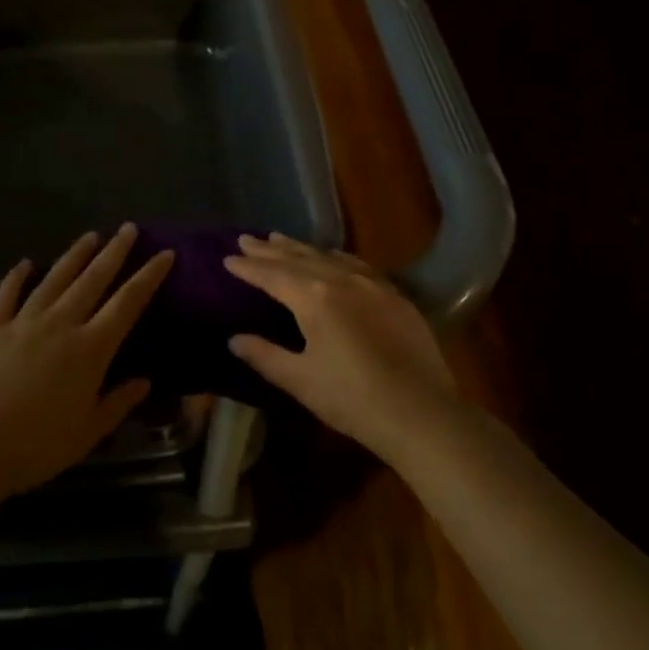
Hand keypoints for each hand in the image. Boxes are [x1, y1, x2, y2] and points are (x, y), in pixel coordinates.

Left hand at [0, 225, 173, 495]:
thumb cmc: (38, 445)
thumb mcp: (88, 431)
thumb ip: (118, 402)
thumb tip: (145, 380)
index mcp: (90, 348)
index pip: (127, 303)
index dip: (148, 277)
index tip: (165, 254)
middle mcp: (61, 324)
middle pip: (94, 279)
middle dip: (115, 252)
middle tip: (128, 228)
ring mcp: (24, 321)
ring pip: (55, 278)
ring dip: (75, 255)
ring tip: (91, 235)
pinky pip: (8, 294)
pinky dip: (17, 276)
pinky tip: (25, 263)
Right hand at [223, 233, 455, 461]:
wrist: (421, 411)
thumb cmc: (352, 399)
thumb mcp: (300, 380)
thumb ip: (265, 355)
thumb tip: (234, 339)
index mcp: (313, 298)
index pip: (272, 275)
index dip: (248, 267)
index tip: (228, 257)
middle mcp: (340, 279)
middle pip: (297, 258)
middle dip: (270, 249)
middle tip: (247, 238)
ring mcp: (371, 283)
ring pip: (327, 256)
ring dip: (300, 247)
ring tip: (280, 238)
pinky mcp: (394, 295)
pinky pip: (355, 264)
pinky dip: (333, 256)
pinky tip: (331, 256)